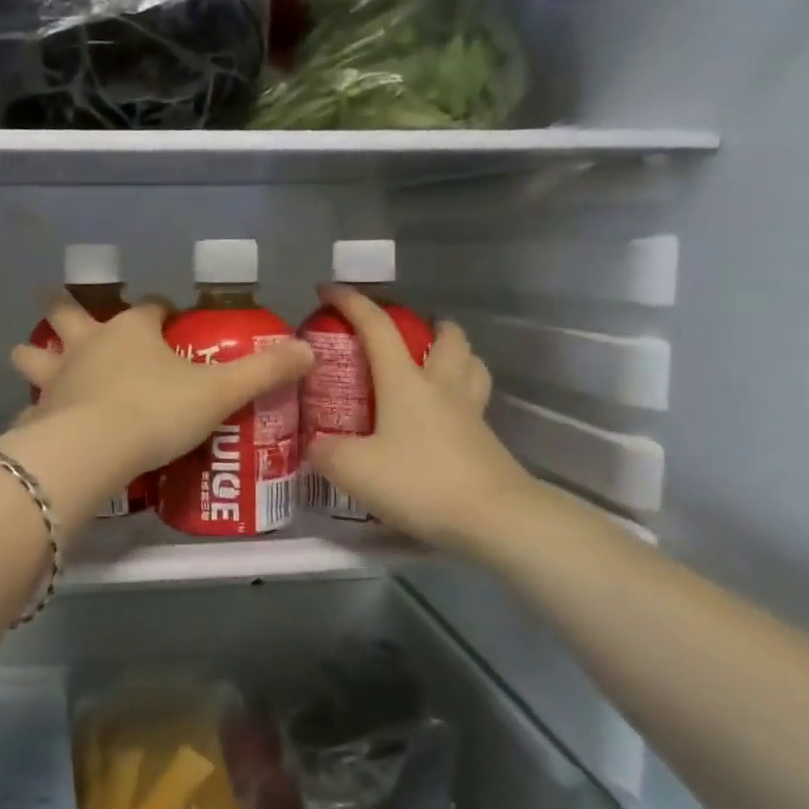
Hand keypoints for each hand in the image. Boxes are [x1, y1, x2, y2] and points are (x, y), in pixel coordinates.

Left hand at [8, 299, 314, 486]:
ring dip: (34, 353)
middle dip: (66, 308)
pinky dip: (33, 408)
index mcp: (132, 330)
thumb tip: (308, 350)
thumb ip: (264, 371)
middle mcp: (89, 344)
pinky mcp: (39, 413)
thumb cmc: (157, 410)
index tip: (172, 320)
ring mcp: (58, 377)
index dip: (163, 312)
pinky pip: (32, 405)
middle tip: (62, 306)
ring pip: (37, 354)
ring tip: (29, 355)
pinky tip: (35, 420)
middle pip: (70, 314)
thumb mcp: (220, 392)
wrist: (94, 449)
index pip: (150, 307)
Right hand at [305, 285, 535, 552]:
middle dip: (429, 325)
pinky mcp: (487, 441)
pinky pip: (476, 402)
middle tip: (409, 335)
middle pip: (446, 337)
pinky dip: (462, 395)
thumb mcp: (353, 470)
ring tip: (435, 365)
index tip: (328, 290)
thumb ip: (325, 452)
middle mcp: (441, 386)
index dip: (351, 302)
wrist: (494, 518)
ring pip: (472, 364)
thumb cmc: (420, 482)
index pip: (376, 327)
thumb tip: (314, 445)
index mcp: (405, 381)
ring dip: (455, 354)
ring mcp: (470, 412)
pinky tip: (444, 418)